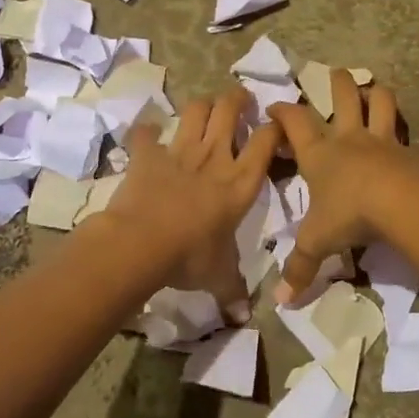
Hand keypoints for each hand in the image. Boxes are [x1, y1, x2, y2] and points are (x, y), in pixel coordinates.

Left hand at [104, 88, 279, 319]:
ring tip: (204, 109)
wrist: (143, 242)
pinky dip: (146, 131)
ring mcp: (180, 151)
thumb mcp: (219, 276)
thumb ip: (233, 292)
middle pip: (231, 110)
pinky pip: (145, 132)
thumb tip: (243, 319)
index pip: (266, 141)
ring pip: (196, 110)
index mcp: (241, 182)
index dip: (274, 127)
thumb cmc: (191, 256)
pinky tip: (147, 133)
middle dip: (237, 99)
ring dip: (201, 106)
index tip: (275, 124)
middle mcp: (215, 157)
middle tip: (240, 99)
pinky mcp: (148, 154)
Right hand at [268, 73, 411, 301]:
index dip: (282, 112)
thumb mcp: (318, 242)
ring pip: (379, 102)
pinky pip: (403, 130)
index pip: (294, 122)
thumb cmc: (348, 213)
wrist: (399, 202)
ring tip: (373, 89)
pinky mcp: (407, 150)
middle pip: (342, 96)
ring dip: (375, 92)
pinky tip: (402, 133)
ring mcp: (380, 140)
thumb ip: (299, 268)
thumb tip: (280, 303)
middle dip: (337, 83)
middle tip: (335, 74)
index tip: (274, 106)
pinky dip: (401, 126)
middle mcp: (348, 138)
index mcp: (318, 153)